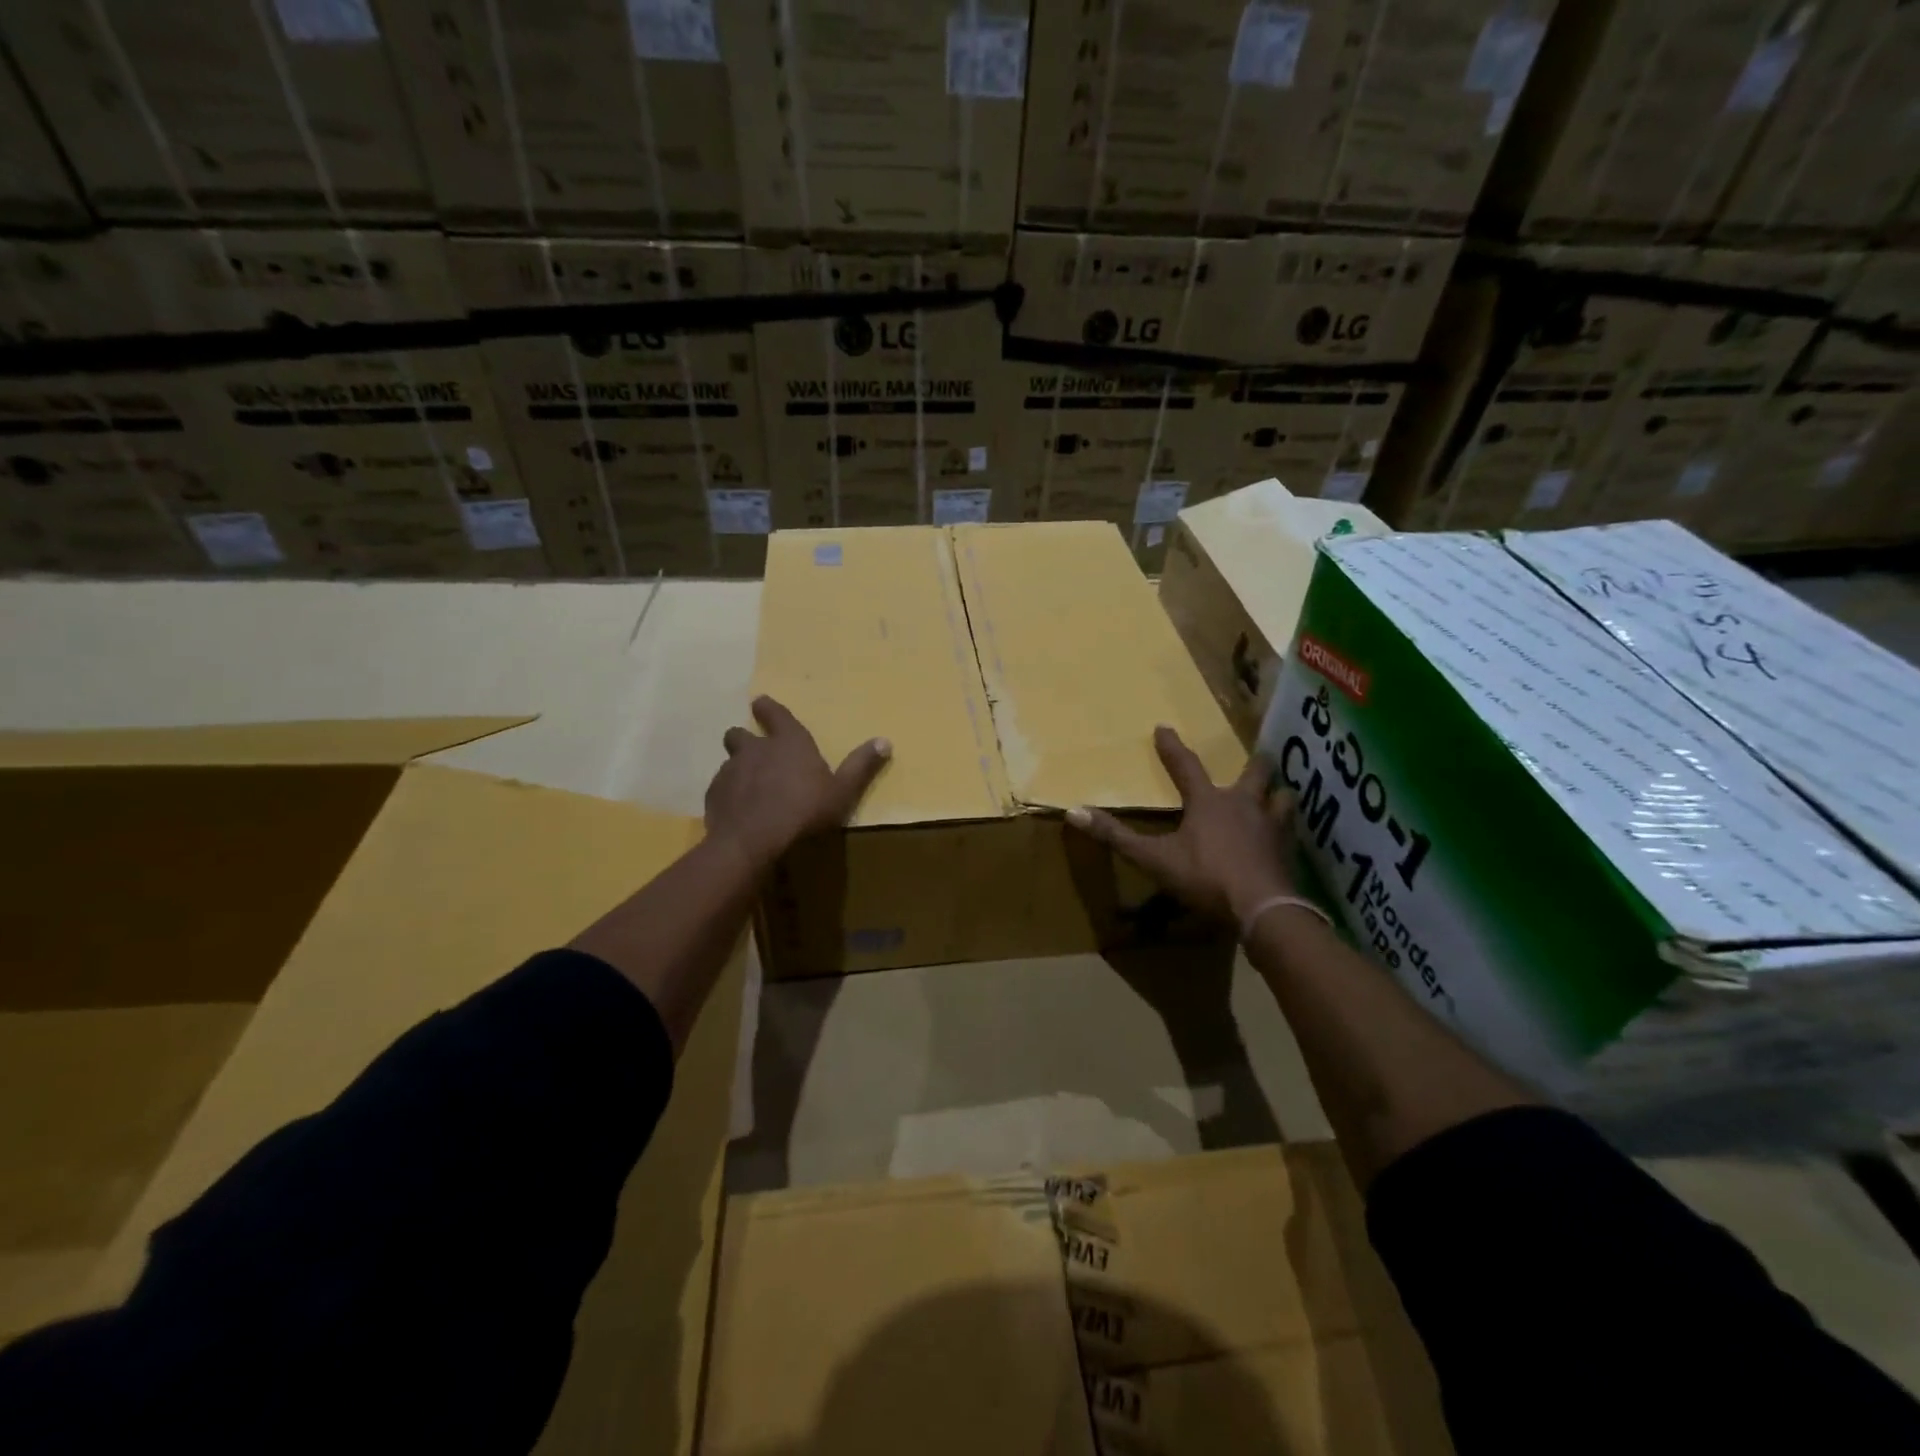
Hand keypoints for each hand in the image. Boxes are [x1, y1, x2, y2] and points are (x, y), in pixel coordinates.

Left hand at [707, 696, 890, 871]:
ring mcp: (730, 771)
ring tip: (748, 786)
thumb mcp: (842, 791)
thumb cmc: (804, 811)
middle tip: (755, 750)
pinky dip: (728, 794)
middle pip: (740, 734)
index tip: (760, 703)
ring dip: (738, 769)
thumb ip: (861, 766)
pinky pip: (720, 788)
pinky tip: (738, 811)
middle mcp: (755, 749)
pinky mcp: (714, 796)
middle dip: (745, 738)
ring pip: (729, 761)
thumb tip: (885, 741)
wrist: (753, 842)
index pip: (774, 714)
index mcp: (788, 742)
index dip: (768, 708)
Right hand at [1067, 725, 1295, 925]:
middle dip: (1253, 762)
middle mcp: (1243, 805)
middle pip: (1255, 772)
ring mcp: (1271, 827)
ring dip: (1277, 793)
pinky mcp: (1287, 852)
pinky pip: (1291, 831)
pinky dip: (1287, 828)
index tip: (1164, 727)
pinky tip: (1285, 836)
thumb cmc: (1205, 877)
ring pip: (1282, 798)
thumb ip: (1116, 836)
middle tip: (1255, 756)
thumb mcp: (1154, 858)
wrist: (1262, 909)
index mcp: (1209, 802)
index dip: (1172, 747)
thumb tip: (1074, 811)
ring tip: (1275, 794)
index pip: (1186, 766)